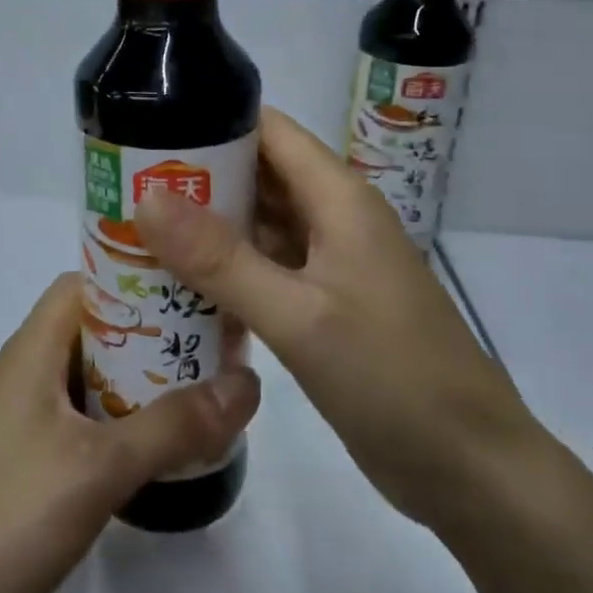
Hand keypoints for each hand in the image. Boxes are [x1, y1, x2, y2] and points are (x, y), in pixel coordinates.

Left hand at [0, 273, 259, 592]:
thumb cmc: (7, 520)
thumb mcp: (99, 467)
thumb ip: (174, 425)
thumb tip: (247, 381)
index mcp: (31, 351)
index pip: (85, 284)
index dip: (137, 277)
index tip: (195, 288)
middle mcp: (25, 375)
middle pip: (95, 331)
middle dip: (153, 334)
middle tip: (216, 348)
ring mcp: (24, 424)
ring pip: (93, 381)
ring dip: (143, 384)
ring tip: (205, 393)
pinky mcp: (28, 468)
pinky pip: (85, 425)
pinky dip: (124, 426)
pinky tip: (163, 451)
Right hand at [133, 107, 538, 531]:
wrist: (470, 470)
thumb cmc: (392, 379)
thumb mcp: (298, 316)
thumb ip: (221, 258)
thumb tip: (147, 196)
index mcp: (338, 197)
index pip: (267, 130)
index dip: (209, 122)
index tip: (145, 132)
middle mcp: (333, 218)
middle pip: (257, 175)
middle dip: (195, 178)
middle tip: (121, 189)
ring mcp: (330, 264)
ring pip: (258, 225)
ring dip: (205, 226)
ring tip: (133, 230)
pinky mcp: (323, 305)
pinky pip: (264, 269)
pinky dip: (224, 270)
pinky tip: (176, 284)